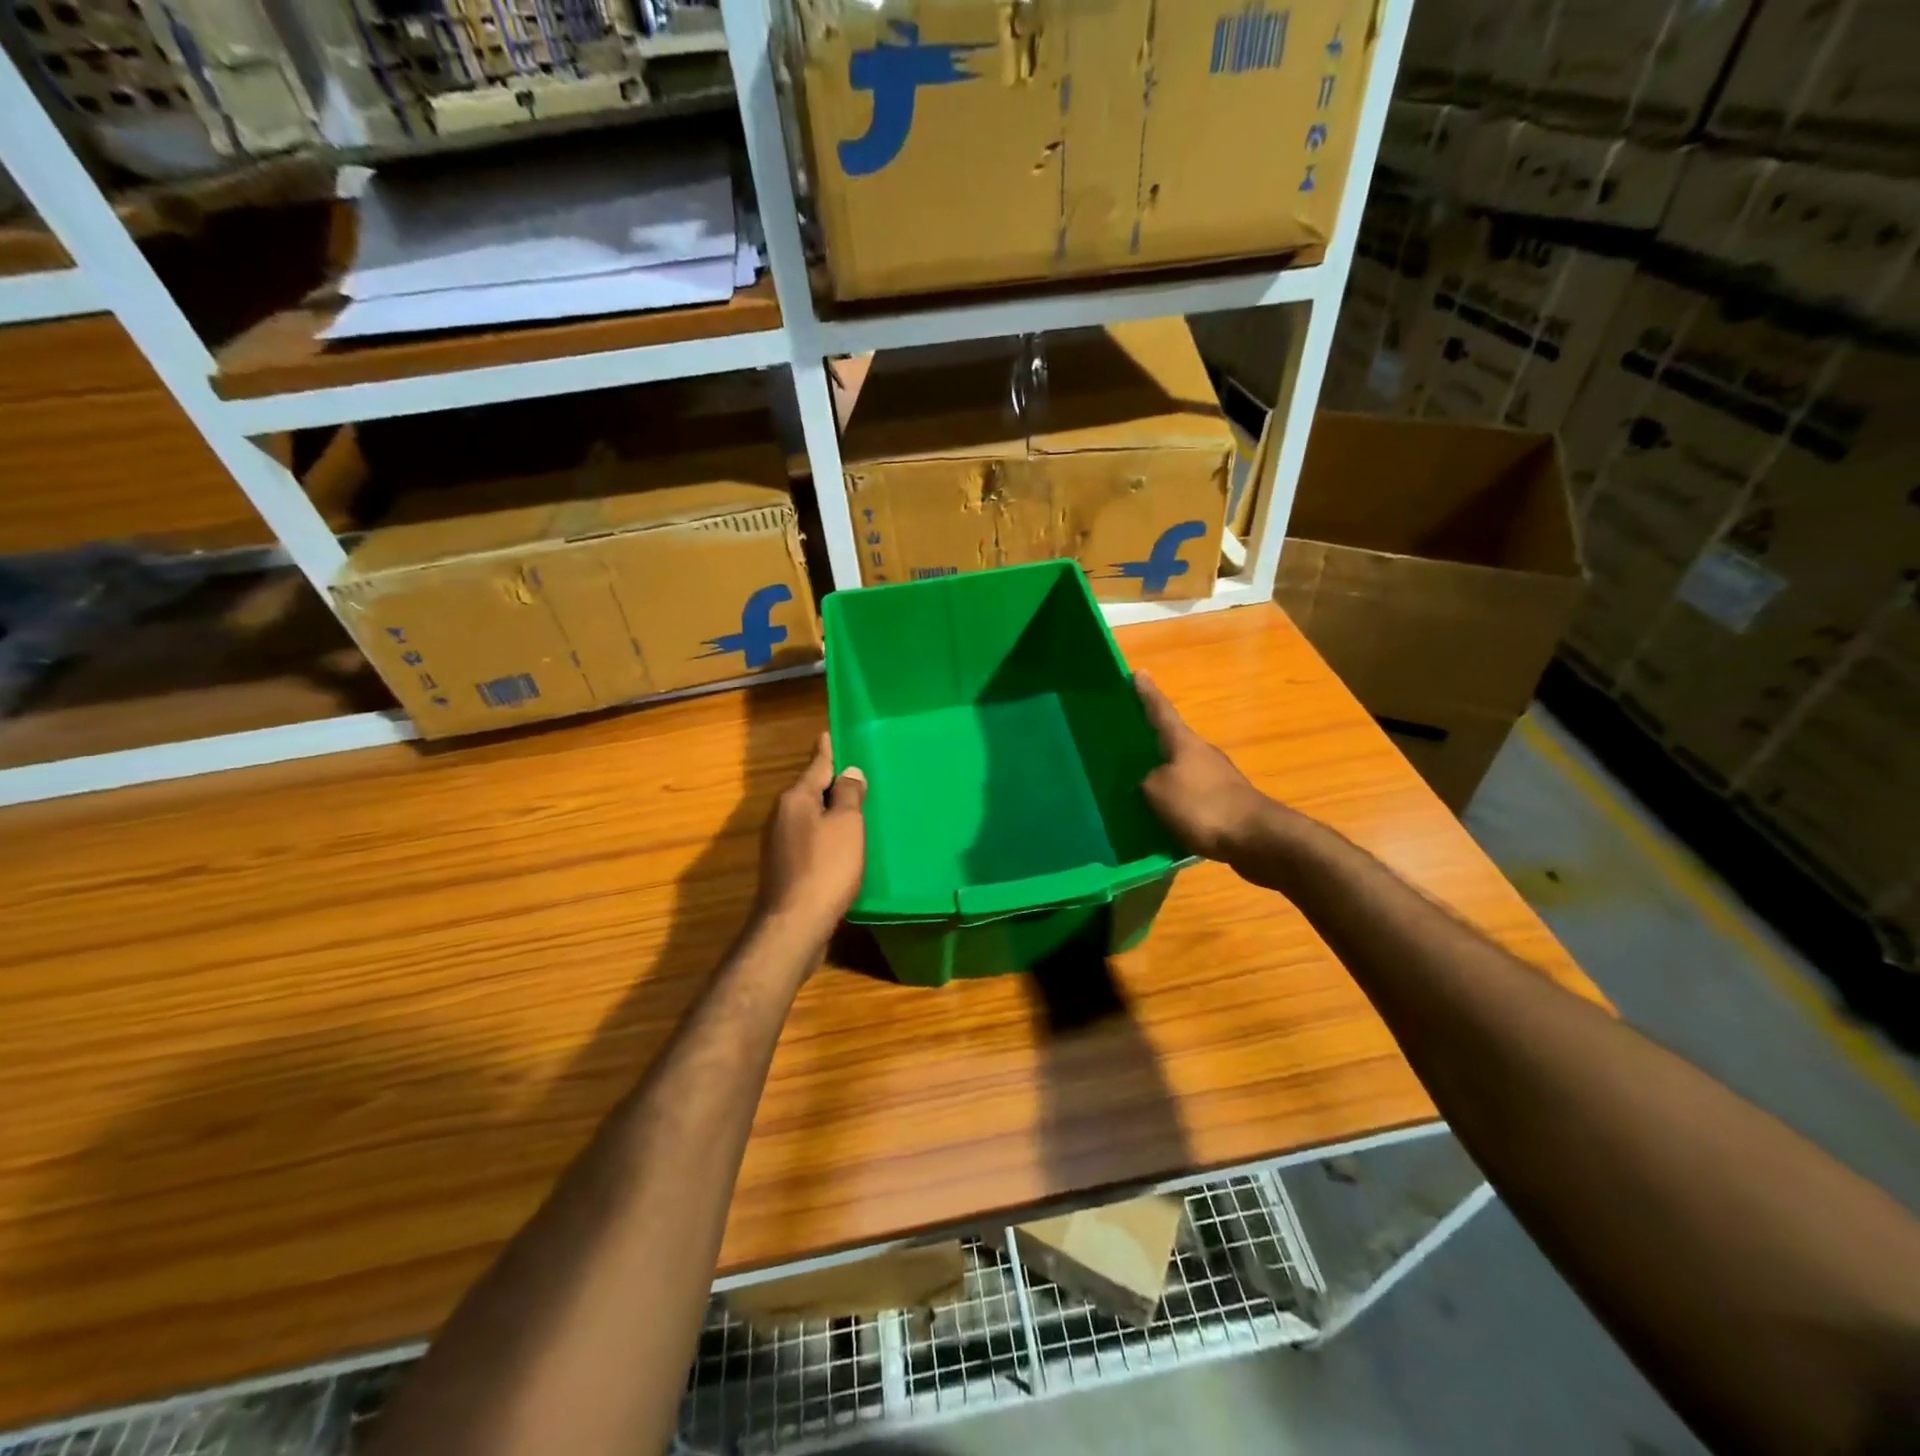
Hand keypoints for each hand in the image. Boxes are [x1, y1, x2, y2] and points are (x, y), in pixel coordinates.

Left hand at [755, 732, 867, 948]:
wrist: (794, 925)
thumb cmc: (826, 868)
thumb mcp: (847, 826)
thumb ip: (849, 796)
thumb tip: (849, 772)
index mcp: (796, 799)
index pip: (816, 765)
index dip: (826, 751)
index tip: (828, 734)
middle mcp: (782, 816)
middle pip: (810, 791)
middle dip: (830, 783)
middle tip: (854, 772)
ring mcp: (779, 844)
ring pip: (809, 816)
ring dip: (829, 811)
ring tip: (853, 807)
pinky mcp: (784, 868)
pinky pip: (809, 839)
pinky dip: (826, 835)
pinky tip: (842, 845)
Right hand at [1135, 671, 1274, 864]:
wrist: (1257, 839)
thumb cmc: (1204, 805)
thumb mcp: (1158, 791)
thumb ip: (1145, 782)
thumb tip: (1146, 783)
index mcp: (1184, 743)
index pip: (1161, 711)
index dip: (1147, 693)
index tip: (1137, 673)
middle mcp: (1201, 754)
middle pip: (1172, 741)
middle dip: (1151, 740)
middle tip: (1126, 739)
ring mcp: (1216, 779)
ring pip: (1180, 771)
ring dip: (1162, 775)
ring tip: (1137, 785)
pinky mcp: (1224, 804)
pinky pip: (1190, 797)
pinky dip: (1175, 802)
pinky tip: (1161, 816)